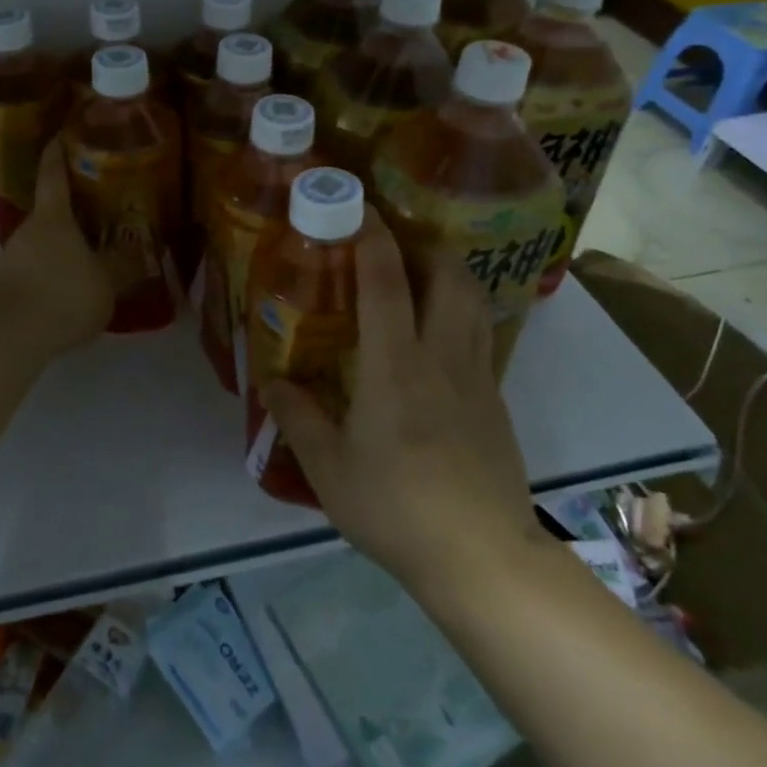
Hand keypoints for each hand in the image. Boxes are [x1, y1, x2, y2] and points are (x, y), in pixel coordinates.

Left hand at [0, 135, 112, 354]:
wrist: (8, 337)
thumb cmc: (64, 295)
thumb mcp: (106, 283)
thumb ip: (123, 267)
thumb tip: (141, 252)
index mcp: (54, 217)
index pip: (53, 173)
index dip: (58, 151)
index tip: (62, 133)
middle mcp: (27, 230)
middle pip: (50, 213)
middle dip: (72, 214)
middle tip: (97, 216)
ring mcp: (9, 258)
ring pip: (41, 245)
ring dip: (61, 250)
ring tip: (87, 262)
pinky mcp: (1, 287)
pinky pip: (32, 272)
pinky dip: (50, 276)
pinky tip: (66, 295)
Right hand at [264, 209, 542, 598]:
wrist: (483, 557)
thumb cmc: (396, 508)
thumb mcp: (329, 468)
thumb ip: (297, 417)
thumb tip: (270, 380)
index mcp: (395, 365)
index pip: (386, 282)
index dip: (372, 237)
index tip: (358, 208)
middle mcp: (441, 356)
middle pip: (448, 275)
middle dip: (423, 244)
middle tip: (392, 244)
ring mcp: (477, 376)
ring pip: (472, 300)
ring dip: (447, 273)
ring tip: (417, 277)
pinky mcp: (495, 400)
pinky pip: (479, 334)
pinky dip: (459, 313)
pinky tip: (437, 336)